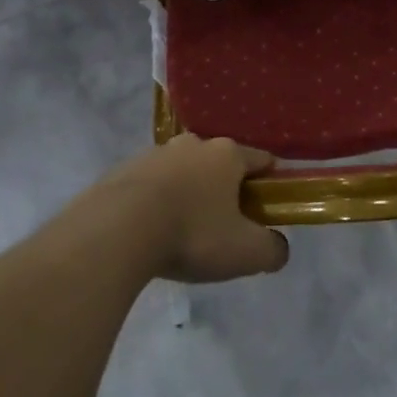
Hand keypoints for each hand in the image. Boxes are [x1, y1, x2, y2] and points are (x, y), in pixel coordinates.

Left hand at [102, 135, 289, 283]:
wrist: (118, 228)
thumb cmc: (192, 233)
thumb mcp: (245, 252)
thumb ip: (272, 250)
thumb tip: (278, 248)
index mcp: (227, 154)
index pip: (261, 160)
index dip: (270, 183)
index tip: (268, 208)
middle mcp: (194, 144)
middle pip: (220, 164)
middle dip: (226, 190)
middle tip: (225, 227)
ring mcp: (157, 153)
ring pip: (184, 172)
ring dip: (189, 194)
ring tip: (183, 233)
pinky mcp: (126, 169)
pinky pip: (152, 185)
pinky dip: (157, 202)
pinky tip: (152, 232)